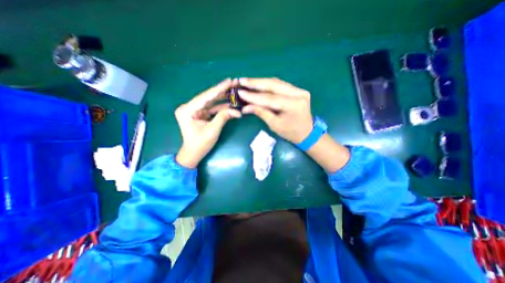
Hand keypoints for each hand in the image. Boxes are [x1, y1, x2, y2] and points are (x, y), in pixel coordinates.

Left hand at [176, 78, 241, 167]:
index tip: (230, 81)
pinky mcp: (199, 114)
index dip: (219, 89)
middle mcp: (189, 107)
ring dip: (223, 97)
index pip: (206, 97)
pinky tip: (230, 102)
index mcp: (187, 110)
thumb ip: (223, 117)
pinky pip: (211, 108)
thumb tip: (237, 111)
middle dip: (222, 91)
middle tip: (234, 83)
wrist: (193, 153)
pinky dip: (221, 106)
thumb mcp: (212, 131)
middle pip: (208, 97)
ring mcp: (194, 110)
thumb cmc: (200, 144)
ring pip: (211, 101)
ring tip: (234, 91)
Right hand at [239, 77, 313, 143]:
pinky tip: (258, 84)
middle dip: (256, 83)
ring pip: (277, 82)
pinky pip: (280, 85)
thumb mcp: (275, 125)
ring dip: (261, 82)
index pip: (270, 98)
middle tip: (242, 81)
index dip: (254, 96)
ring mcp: (299, 90)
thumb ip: (261, 113)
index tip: (240, 92)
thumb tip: (245, 107)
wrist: (307, 132)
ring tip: (247, 82)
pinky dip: (268, 84)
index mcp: (294, 105)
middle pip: (274, 85)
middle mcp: (298, 94)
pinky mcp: (297, 90)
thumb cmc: (291, 132)